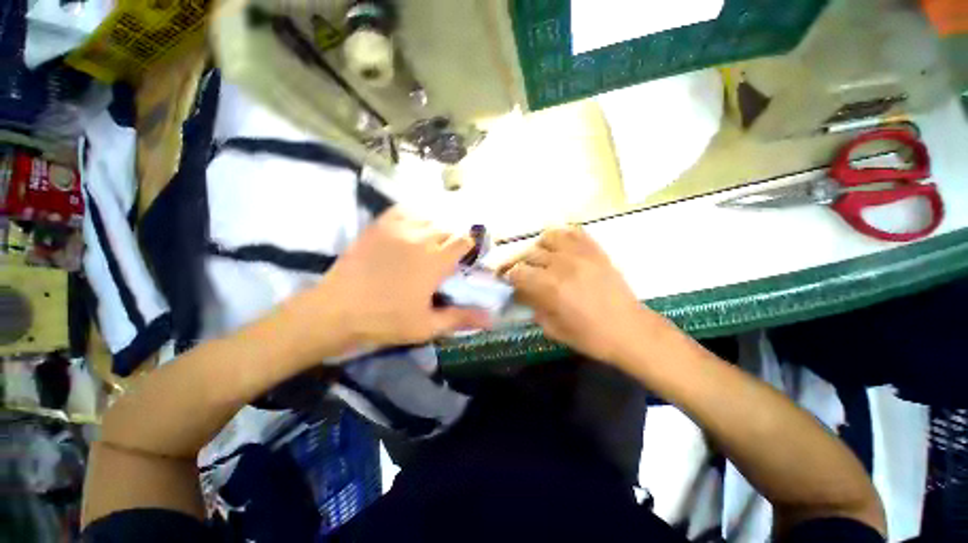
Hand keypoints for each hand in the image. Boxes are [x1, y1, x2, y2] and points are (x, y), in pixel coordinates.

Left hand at [320, 207, 491, 347]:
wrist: (336, 310)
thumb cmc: (385, 320)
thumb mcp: (427, 326)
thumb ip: (461, 318)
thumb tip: (493, 320)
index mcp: (435, 261)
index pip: (463, 240)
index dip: (471, 245)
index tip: (469, 256)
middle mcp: (420, 238)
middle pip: (448, 226)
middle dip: (455, 237)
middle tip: (452, 251)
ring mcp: (398, 229)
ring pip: (429, 216)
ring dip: (438, 225)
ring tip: (436, 238)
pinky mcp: (379, 226)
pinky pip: (404, 210)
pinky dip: (415, 213)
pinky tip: (416, 223)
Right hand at [498, 226, 652, 363]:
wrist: (630, 331)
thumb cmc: (591, 337)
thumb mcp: (553, 329)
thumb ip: (533, 308)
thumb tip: (521, 294)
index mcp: (550, 287)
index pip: (517, 272)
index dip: (509, 277)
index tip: (509, 282)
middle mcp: (562, 264)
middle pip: (529, 254)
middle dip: (521, 265)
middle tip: (523, 274)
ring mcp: (581, 254)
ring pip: (548, 237)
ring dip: (539, 248)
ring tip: (542, 259)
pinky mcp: (596, 251)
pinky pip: (574, 232)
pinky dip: (562, 237)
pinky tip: (561, 248)